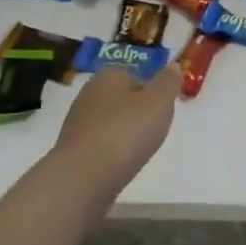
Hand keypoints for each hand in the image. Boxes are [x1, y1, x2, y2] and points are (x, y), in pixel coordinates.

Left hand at [50, 63, 182, 213]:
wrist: (82, 178)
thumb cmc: (125, 133)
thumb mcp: (158, 102)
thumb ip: (168, 83)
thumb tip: (173, 66)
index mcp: (108, 76)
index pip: (135, 76)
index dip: (152, 94)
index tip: (163, 113)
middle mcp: (88, 94)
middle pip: (121, 100)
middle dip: (136, 115)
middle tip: (153, 134)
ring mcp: (76, 124)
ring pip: (109, 124)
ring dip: (122, 135)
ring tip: (137, 153)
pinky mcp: (71, 152)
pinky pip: (98, 146)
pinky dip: (110, 154)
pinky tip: (118, 168)